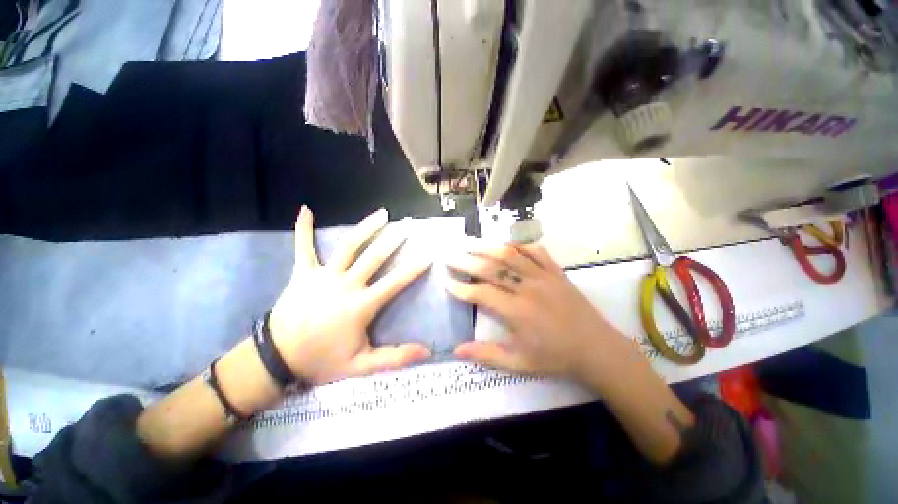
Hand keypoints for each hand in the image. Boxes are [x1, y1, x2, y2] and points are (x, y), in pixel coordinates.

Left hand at [269, 206, 432, 383]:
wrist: (277, 359)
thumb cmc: (321, 360)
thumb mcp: (360, 366)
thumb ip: (394, 357)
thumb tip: (427, 353)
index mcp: (360, 305)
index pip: (394, 283)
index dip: (413, 269)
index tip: (428, 256)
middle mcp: (345, 284)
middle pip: (374, 256)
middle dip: (394, 238)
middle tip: (408, 223)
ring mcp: (323, 275)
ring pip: (348, 246)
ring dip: (366, 227)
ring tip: (382, 213)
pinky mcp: (303, 272)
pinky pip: (303, 247)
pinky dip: (303, 228)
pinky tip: (305, 209)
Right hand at [445, 241, 635, 380]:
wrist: (596, 348)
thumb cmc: (555, 357)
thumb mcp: (519, 363)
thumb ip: (487, 355)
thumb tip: (456, 350)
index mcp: (518, 312)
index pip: (481, 293)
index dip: (461, 287)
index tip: (446, 281)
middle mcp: (528, 289)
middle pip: (492, 268)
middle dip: (467, 261)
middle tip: (449, 255)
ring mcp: (544, 276)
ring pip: (511, 254)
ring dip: (487, 247)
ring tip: (470, 243)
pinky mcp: (556, 271)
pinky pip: (535, 251)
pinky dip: (518, 245)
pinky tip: (505, 245)